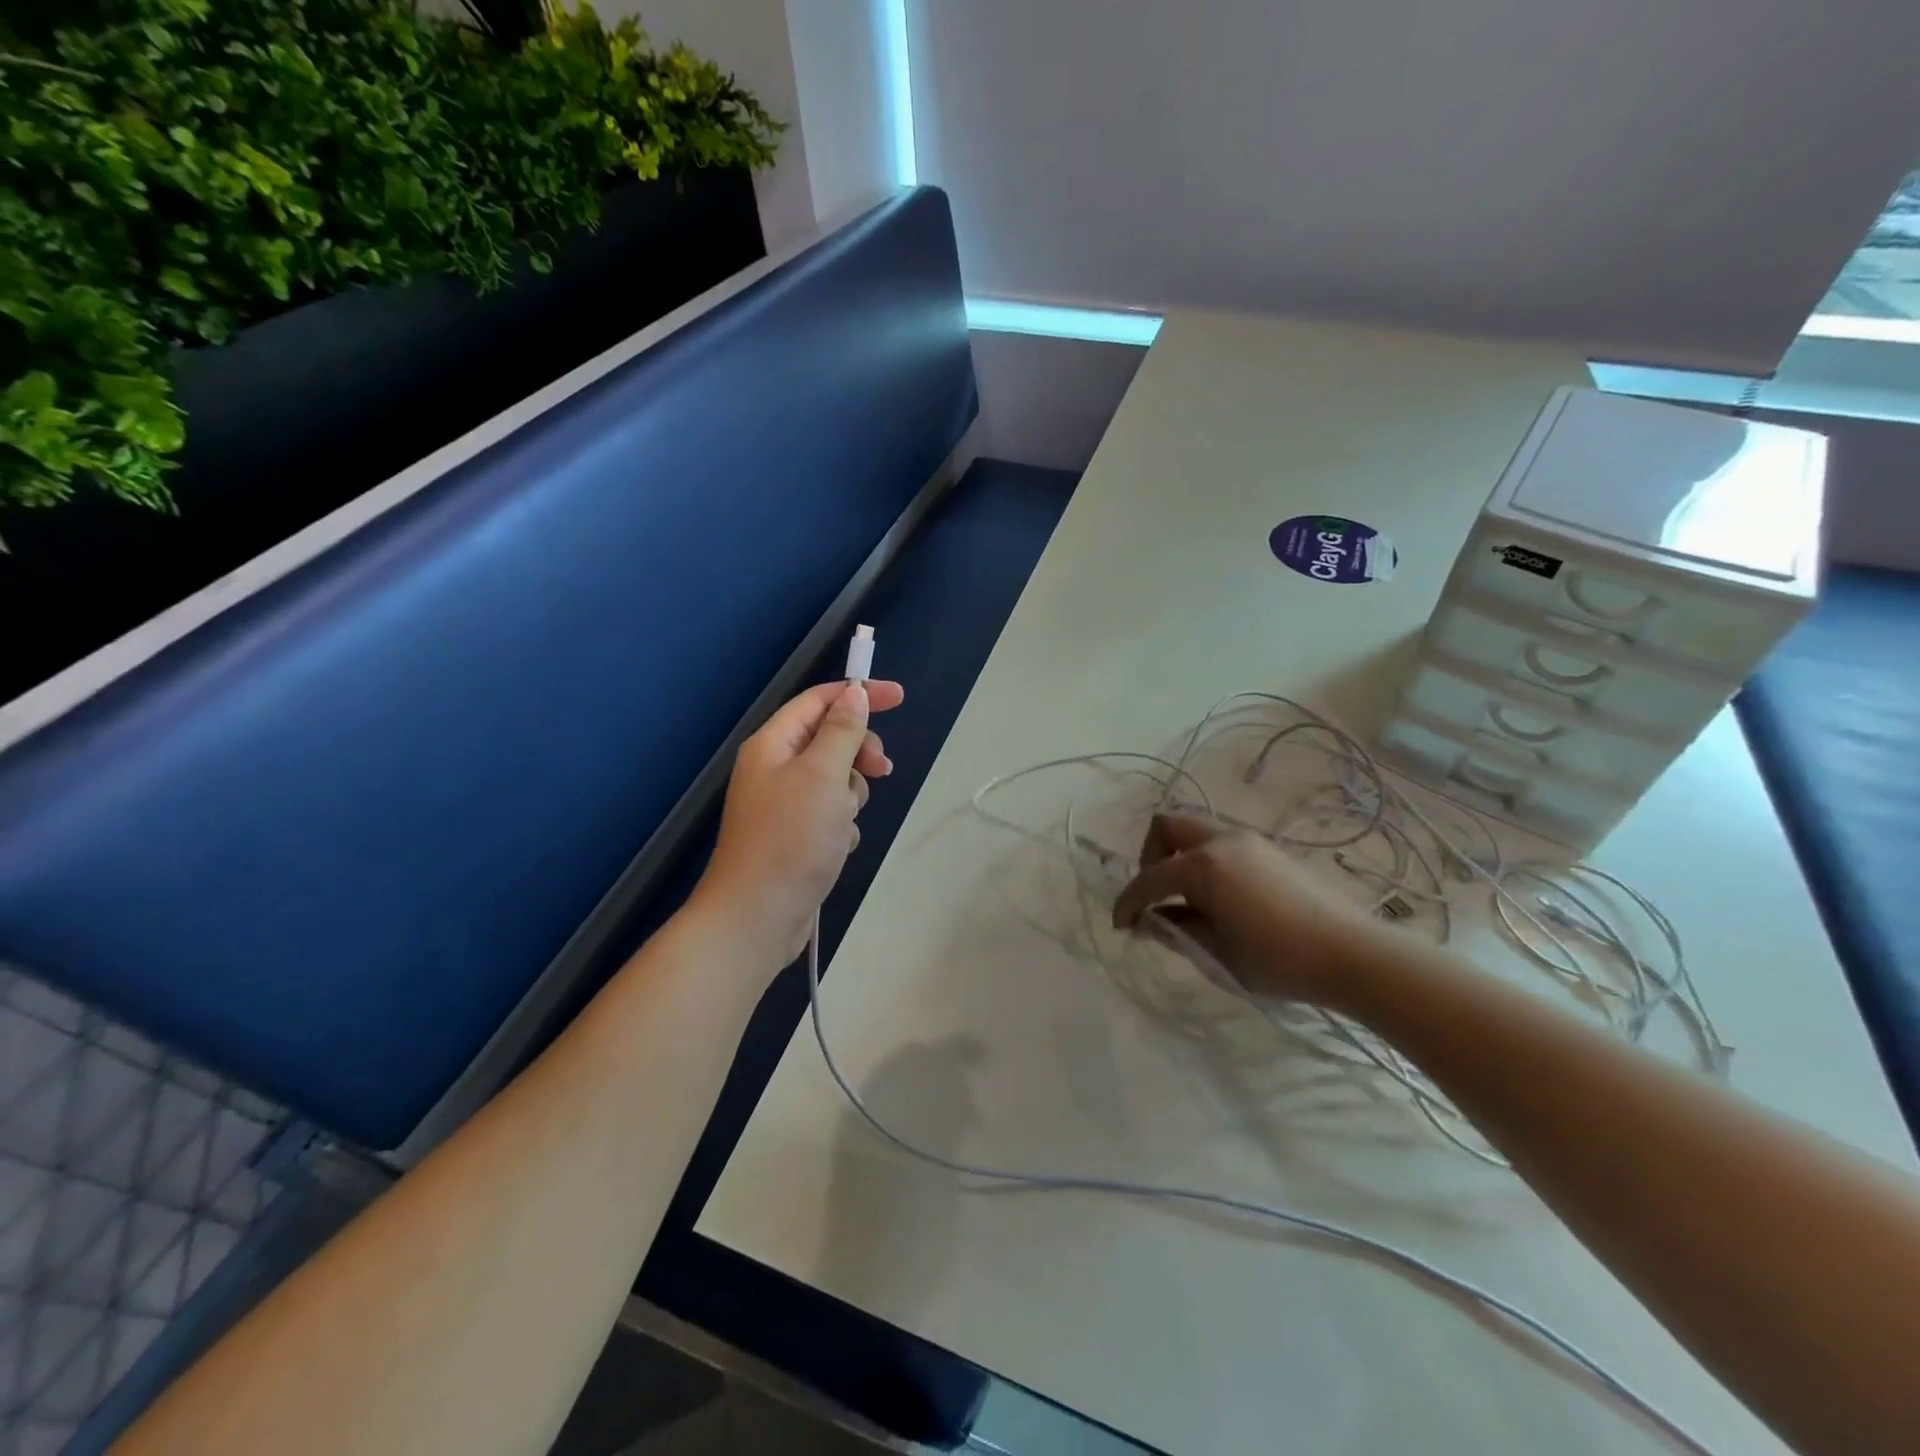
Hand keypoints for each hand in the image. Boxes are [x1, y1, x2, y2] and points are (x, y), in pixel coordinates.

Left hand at [692, 679, 904, 972]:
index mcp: (773, 744)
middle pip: (830, 740)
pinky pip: (831, 814)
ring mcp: (784, 805)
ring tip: (843, 822)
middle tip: (880, 770)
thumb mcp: (823, 775)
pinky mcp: (795, 836)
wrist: (757, 917)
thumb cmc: (791, 838)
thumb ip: (842, 731)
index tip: (899, 697)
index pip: (819, 701)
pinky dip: (841, 825)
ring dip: (851, 796)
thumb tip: (853, 695)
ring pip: (836, 780)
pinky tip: (836, 847)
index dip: (859, 693)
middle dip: (859, 753)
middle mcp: (775, 768)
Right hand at [1112, 813, 1395, 1010]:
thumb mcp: (1218, 953)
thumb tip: (1148, 922)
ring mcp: (1248, 841)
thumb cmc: (1278, 960)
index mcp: (1203, 867)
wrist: (1352, 954)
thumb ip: (1177, 930)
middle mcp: (1221, 841)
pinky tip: (1217, 896)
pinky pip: (1220, 841)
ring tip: (1185, 897)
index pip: (1149, 879)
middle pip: (1167, 826)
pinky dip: (1203, 858)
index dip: (1128, 902)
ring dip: (1178, 854)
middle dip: (1150, 856)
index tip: (1121, 926)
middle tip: (1156, 894)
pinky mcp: (1268, 850)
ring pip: (1195, 829)